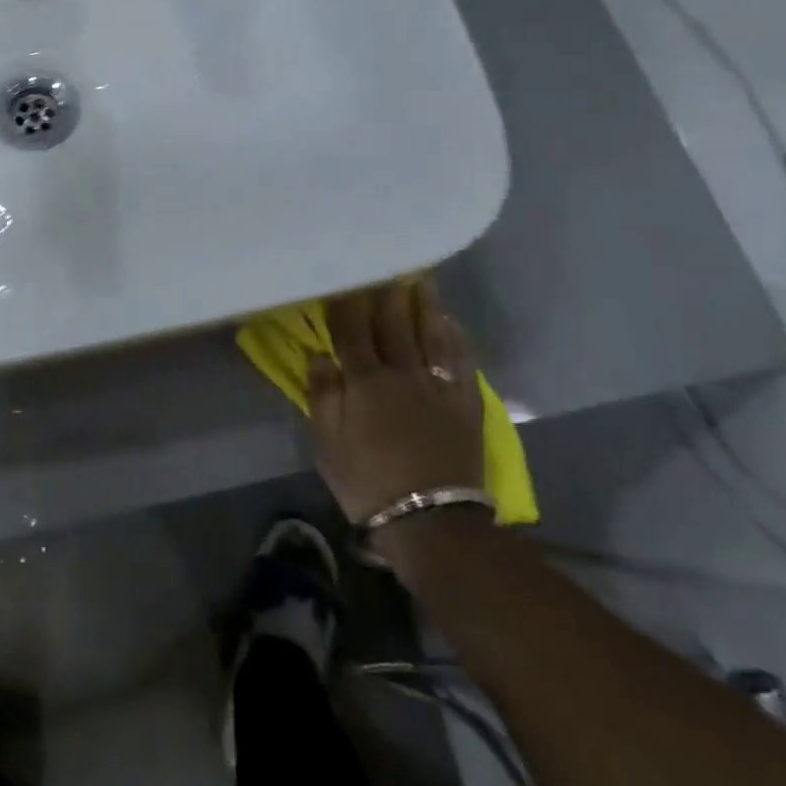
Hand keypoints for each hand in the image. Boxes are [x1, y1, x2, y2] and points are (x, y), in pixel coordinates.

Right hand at [310, 281, 485, 541]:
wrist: (431, 523)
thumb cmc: (368, 482)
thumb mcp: (327, 443)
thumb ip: (322, 395)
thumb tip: (319, 354)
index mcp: (365, 381)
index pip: (352, 329)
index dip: (346, 300)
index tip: (342, 276)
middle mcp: (402, 373)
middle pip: (393, 323)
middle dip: (387, 291)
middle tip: (386, 263)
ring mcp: (438, 388)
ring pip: (430, 335)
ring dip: (424, 304)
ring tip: (421, 278)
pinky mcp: (465, 406)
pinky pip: (462, 363)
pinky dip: (456, 339)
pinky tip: (452, 323)